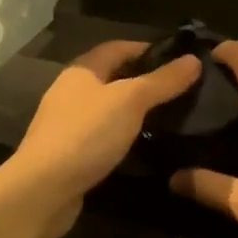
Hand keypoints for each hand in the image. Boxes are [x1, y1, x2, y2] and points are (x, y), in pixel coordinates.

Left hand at [5, 40, 201, 228]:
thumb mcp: (131, 101)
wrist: (42, 190)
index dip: (149, 49)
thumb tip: (194, 59)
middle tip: (181, 89)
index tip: (181, 59)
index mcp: (82, 70)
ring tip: (170, 116)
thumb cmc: (86, 134)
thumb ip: (163, 81)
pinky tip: (143, 144)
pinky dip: (124, 134)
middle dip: (145, 80)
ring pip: (109, 108)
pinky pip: (104, 134)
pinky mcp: (70, 152)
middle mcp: (72, 91)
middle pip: (114, 77)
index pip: (119, 47)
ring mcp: (68, 123)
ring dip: (135, 110)